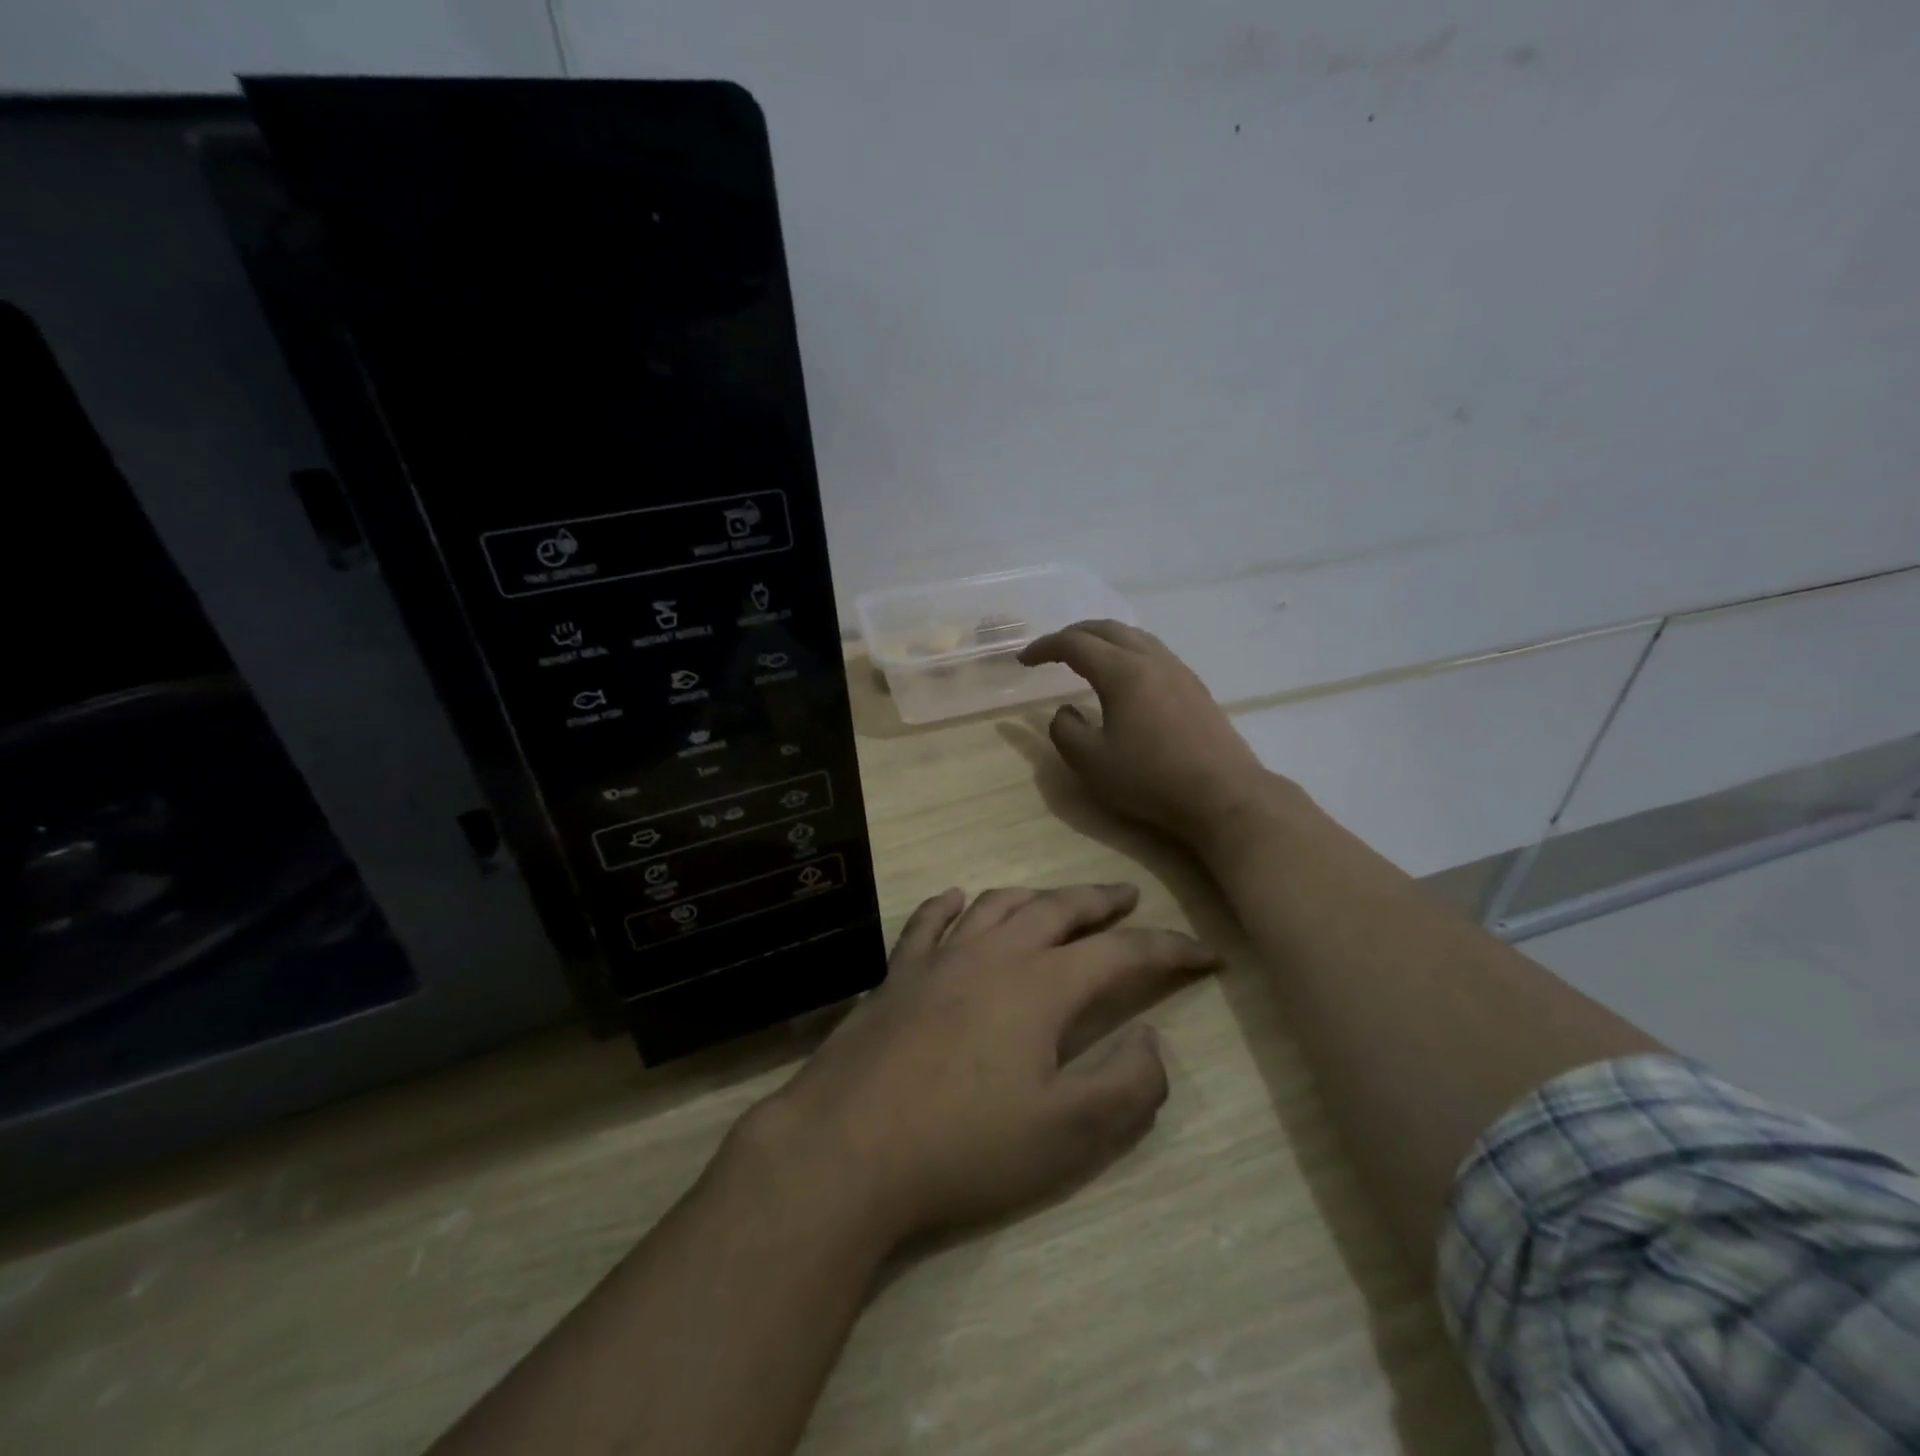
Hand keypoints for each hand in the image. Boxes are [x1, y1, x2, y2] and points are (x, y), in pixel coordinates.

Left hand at [749, 883, 1215, 1248]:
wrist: (848, 1146)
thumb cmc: (965, 1145)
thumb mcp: (1066, 1133)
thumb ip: (1126, 1084)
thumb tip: (1152, 1037)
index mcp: (1042, 986)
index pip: (1123, 952)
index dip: (1171, 949)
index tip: (1208, 953)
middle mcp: (994, 955)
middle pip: (1058, 910)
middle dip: (1100, 901)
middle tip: (1128, 896)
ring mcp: (939, 958)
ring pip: (998, 905)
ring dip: (1035, 896)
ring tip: (1056, 899)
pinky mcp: (897, 975)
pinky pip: (929, 921)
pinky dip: (951, 904)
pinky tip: (958, 900)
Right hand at [1019, 620, 1274, 851]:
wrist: (1222, 794)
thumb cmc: (1150, 779)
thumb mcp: (1091, 762)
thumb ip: (1065, 731)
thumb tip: (1064, 711)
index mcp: (1121, 671)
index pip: (1074, 643)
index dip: (1045, 647)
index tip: (1024, 660)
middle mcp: (1151, 659)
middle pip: (1106, 629)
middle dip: (1073, 634)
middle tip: (1051, 650)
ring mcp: (1178, 670)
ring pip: (1134, 636)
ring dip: (1103, 639)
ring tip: (1086, 656)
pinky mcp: (1195, 686)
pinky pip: (1153, 652)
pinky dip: (1127, 651)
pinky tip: (1126, 676)